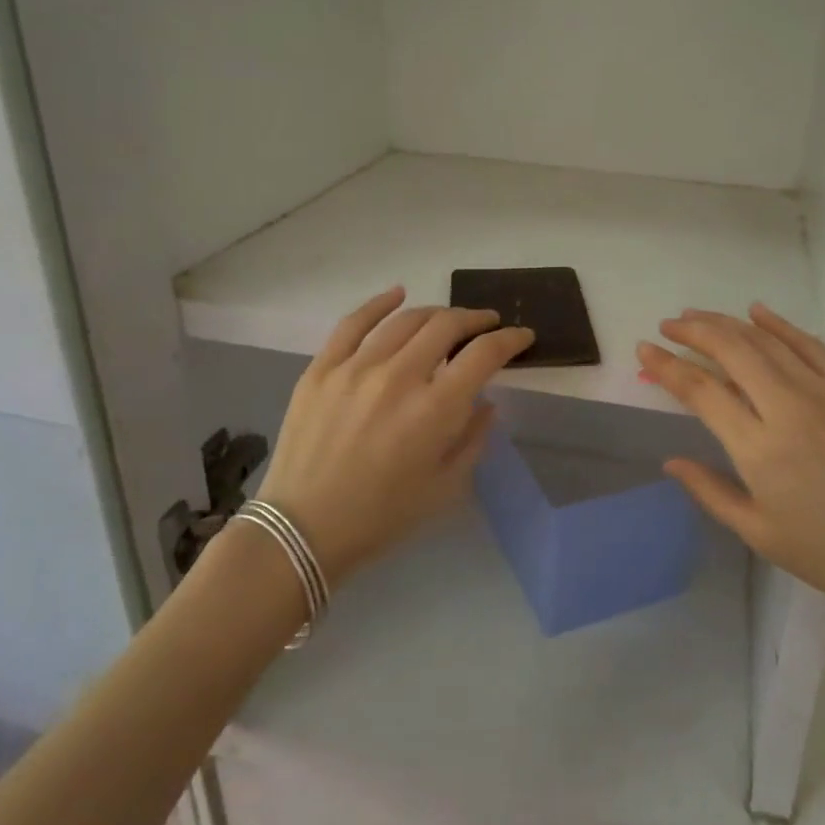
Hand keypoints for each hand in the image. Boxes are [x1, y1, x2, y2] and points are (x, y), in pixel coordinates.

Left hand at [258, 288, 534, 585]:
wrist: (302, 529)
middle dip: (476, 319)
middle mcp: (399, 377)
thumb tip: (486, 402)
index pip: (484, 354)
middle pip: (447, 326)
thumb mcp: (445, 487)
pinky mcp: (322, 368)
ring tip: (448, 320)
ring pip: (406, 319)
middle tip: (487, 324)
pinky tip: (397, 294)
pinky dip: (380, 303)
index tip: (522, 336)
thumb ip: (473, 438)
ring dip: (436, 313)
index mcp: (435, 410)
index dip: (510, 339)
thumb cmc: (382, 516)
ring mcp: (356, 368)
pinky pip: (353, 322)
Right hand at [638, 305, 824, 639]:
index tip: (645, 350)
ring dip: (727, 323)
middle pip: (731, 351)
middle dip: (693, 331)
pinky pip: (810, 344)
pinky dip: (779, 324)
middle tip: (669, 324)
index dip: (667, 367)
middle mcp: (787, 407)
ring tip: (699, 316)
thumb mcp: (760, 533)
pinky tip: (758, 312)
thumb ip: (710, 491)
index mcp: (759, 448)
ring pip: (766, 340)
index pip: (701, 391)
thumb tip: (671, 461)